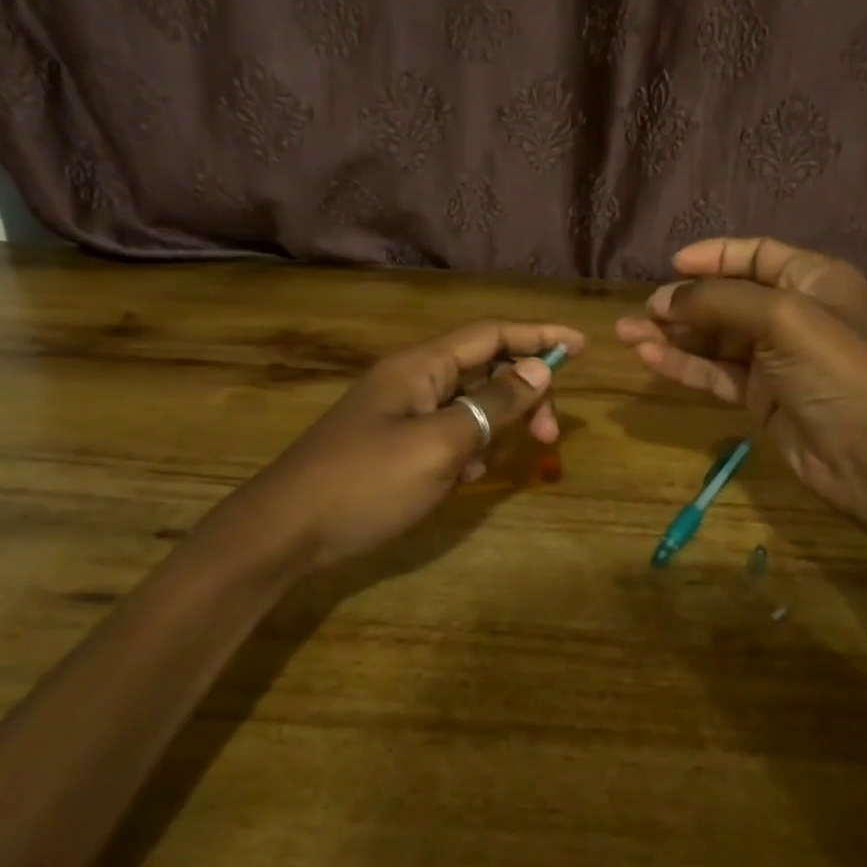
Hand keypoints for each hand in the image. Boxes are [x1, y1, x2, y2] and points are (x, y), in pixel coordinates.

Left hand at [233, 319, 584, 570]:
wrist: (284, 532)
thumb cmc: (366, 482)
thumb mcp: (440, 444)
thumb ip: (493, 405)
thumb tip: (540, 370)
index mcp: (421, 366)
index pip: (492, 334)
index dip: (538, 335)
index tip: (581, 346)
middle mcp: (412, 379)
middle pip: (485, 368)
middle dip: (523, 394)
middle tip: (550, 435)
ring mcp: (400, 412)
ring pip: (468, 404)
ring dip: (494, 426)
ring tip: (489, 466)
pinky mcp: (394, 443)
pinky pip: (447, 432)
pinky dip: (466, 449)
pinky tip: (461, 479)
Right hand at [616, 237, 866, 521]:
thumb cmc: (835, 369)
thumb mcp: (781, 318)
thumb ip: (718, 301)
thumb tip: (663, 299)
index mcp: (813, 279)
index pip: (756, 255)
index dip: (713, 256)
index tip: (671, 265)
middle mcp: (794, 313)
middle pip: (728, 297)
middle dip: (683, 301)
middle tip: (642, 310)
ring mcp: (775, 358)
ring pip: (714, 338)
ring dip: (672, 335)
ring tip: (626, 334)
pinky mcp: (760, 396)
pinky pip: (714, 372)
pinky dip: (683, 364)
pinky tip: (648, 358)